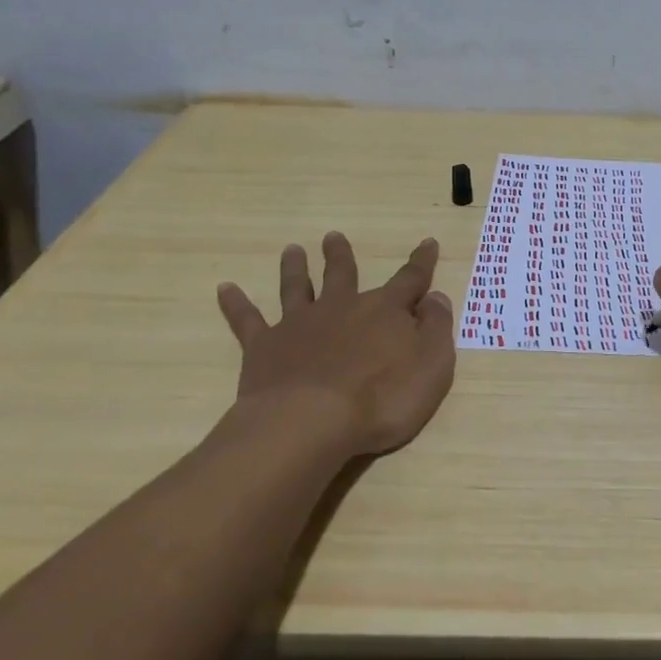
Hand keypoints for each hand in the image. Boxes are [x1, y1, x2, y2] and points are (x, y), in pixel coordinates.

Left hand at [215, 231, 455, 461]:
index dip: (422, 262)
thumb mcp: (432, 365)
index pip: (410, 279)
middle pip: (343, 275)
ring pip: (297, 288)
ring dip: (295, 268)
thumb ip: (436, 328)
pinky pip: (247, 320)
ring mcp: (299, 325)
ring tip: (292, 250)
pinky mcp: (264, 347)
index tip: (427, 242)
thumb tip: (435, 298)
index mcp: (384, 311)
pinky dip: (236, 304)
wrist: (312, 422)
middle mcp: (341, 307)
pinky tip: (225, 288)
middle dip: (341, 256)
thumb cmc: (383, 398)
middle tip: (333, 237)